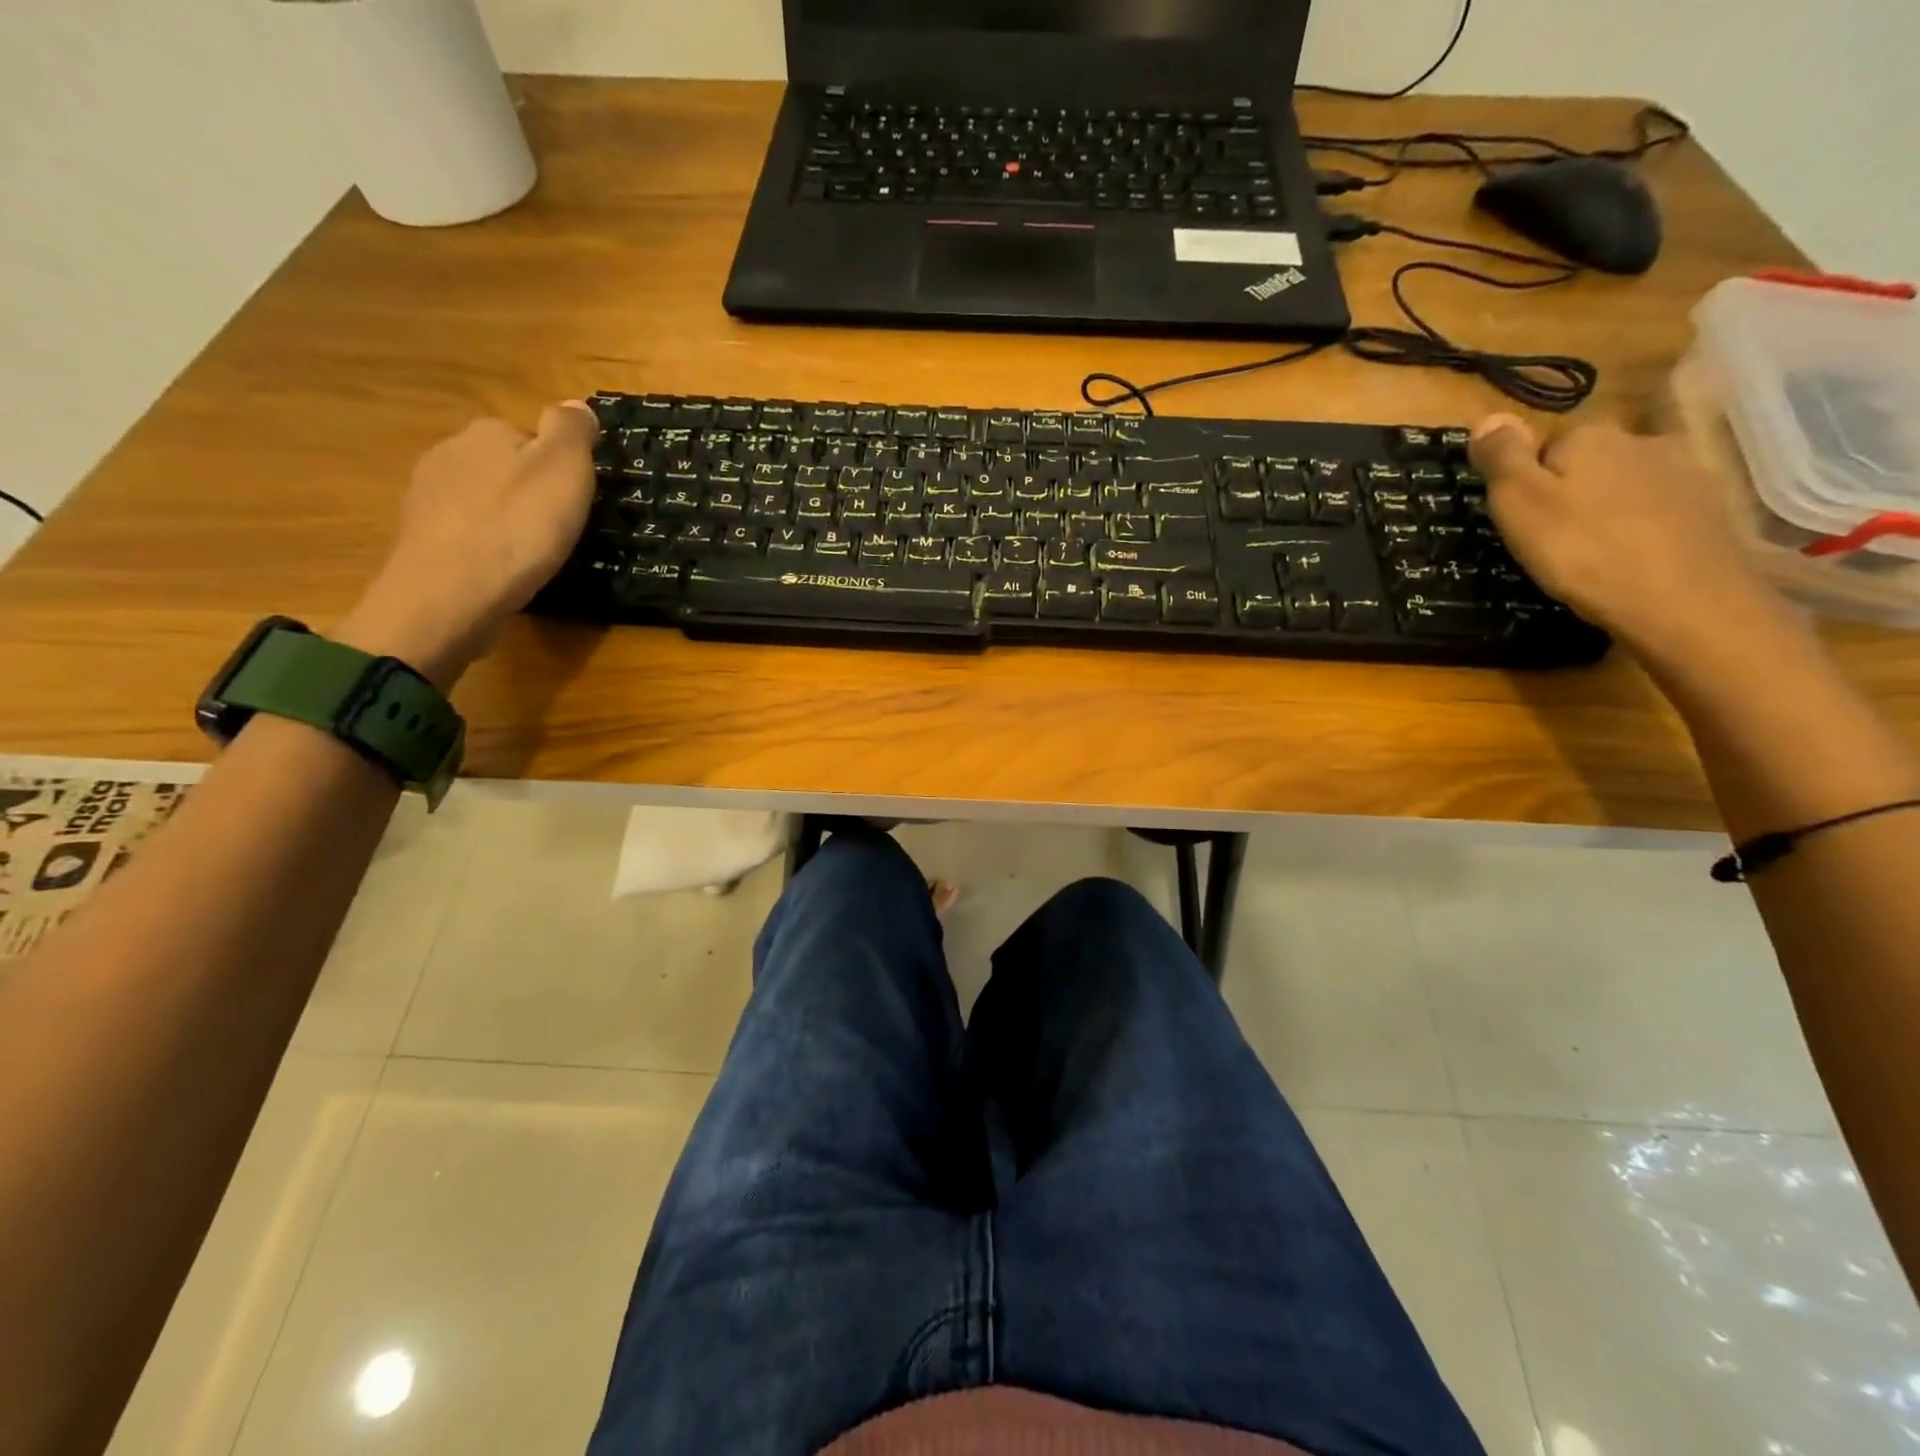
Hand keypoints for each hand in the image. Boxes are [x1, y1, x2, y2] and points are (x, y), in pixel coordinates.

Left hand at [335, 403, 597, 687]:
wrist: (451, 593)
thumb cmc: (518, 528)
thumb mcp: (564, 470)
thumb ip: (572, 431)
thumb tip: (575, 404)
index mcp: (487, 432)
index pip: (530, 437)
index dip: (558, 468)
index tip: (575, 500)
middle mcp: (449, 452)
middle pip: (502, 466)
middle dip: (527, 491)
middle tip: (557, 529)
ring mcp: (426, 495)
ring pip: (479, 498)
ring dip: (502, 517)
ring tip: (529, 553)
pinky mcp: (419, 537)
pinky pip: (463, 531)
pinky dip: (483, 544)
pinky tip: (499, 568)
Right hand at [1468, 413, 1776, 649]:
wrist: (1682, 599)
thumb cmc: (1583, 550)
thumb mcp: (1520, 504)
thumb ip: (1502, 458)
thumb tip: (1487, 416)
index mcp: (1590, 436)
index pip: (1547, 444)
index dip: (1528, 480)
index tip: (1521, 519)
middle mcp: (1642, 440)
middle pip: (1590, 460)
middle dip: (1571, 489)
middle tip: (1551, 539)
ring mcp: (1684, 471)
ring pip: (1626, 482)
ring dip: (1608, 506)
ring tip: (1591, 551)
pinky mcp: (1710, 507)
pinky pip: (1659, 508)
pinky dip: (1642, 526)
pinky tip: (1631, 557)